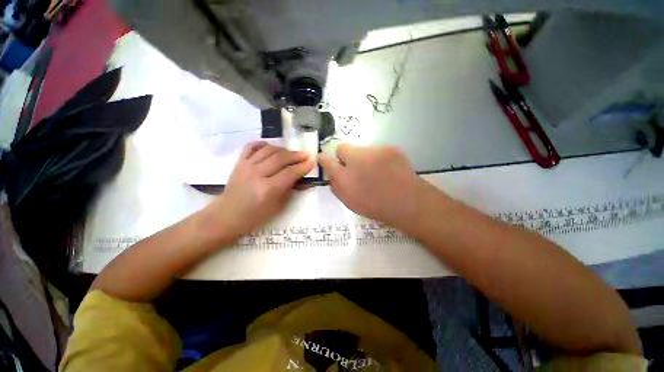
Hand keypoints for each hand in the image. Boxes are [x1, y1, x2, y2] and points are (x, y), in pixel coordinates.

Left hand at [205, 142, 313, 239]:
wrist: (227, 216)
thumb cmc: (256, 217)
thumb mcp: (278, 207)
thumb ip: (290, 189)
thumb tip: (301, 177)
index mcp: (268, 189)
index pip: (290, 173)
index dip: (303, 166)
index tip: (312, 161)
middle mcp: (257, 174)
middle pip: (280, 158)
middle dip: (296, 155)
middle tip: (306, 154)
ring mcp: (246, 166)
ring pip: (268, 150)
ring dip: (282, 149)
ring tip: (291, 153)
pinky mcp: (239, 162)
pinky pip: (251, 146)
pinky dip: (262, 144)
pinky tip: (271, 146)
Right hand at [318, 144, 438, 230]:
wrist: (408, 203)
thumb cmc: (376, 207)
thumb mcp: (350, 202)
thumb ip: (337, 186)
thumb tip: (332, 173)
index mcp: (346, 178)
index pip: (327, 161)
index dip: (323, 159)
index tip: (323, 158)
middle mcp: (357, 161)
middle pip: (342, 147)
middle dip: (344, 156)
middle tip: (353, 167)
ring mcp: (375, 152)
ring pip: (360, 149)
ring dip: (362, 157)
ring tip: (374, 171)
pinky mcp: (389, 148)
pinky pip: (375, 150)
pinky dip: (376, 157)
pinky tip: (385, 169)